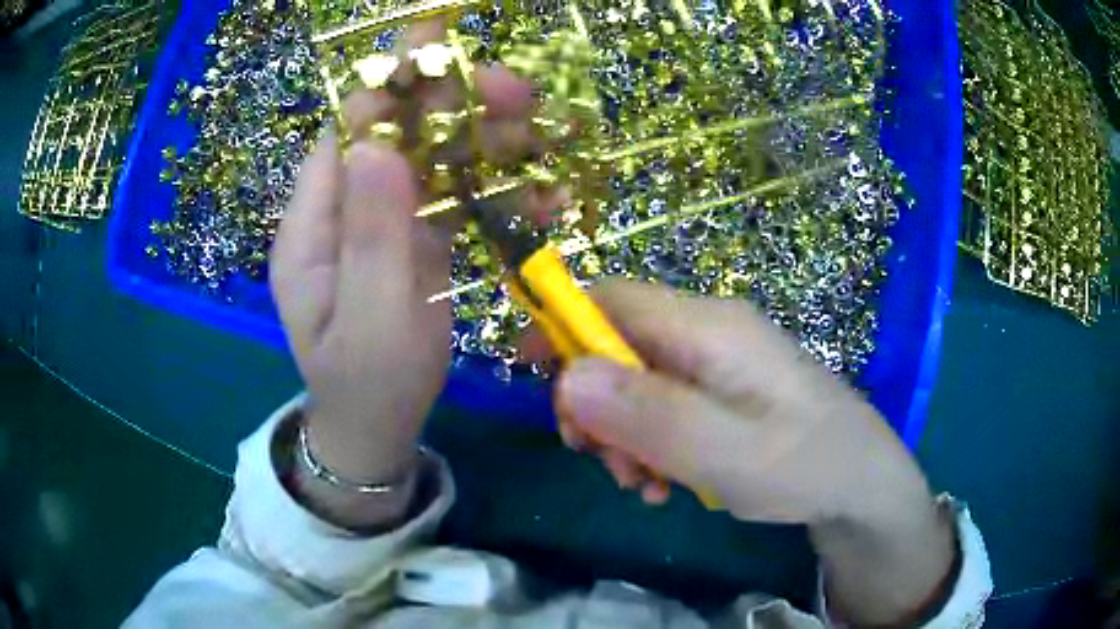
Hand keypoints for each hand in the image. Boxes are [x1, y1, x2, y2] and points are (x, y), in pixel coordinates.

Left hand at [269, 22, 534, 527]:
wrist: (378, 427)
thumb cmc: (369, 386)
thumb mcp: (370, 323)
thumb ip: (370, 237)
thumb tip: (377, 144)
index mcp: (311, 226)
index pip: (345, 134)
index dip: (392, 91)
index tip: (447, 63)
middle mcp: (343, 208)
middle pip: (395, 132)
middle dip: (452, 104)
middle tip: (519, 93)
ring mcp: (382, 219)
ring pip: (431, 155)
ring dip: (486, 138)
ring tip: (543, 134)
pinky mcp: (415, 235)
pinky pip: (455, 194)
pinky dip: (499, 184)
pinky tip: (542, 190)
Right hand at [554, 279, 956, 625]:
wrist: (860, 483)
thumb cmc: (804, 464)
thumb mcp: (725, 452)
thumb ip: (648, 416)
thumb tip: (565, 377)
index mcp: (708, 327)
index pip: (611, 298)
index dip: (560, 325)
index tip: (526, 375)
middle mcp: (708, 332)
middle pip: (617, 344)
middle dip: (593, 402)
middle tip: (600, 460)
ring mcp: (717, 362)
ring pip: (636, 380)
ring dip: (622, 430)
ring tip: (641, 484)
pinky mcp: (724, 390)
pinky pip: (665, 404)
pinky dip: (650, 440)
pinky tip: (664, 482)